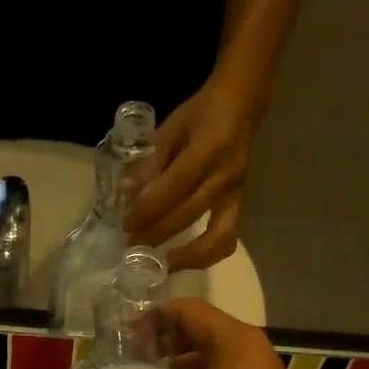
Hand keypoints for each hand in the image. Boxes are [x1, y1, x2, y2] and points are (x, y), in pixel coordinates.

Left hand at [124, 78, 256, 270]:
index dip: (149, 209)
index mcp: (208, 149)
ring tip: (159, 264)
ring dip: (186, 257)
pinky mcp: (241, 205)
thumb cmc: (202, 113)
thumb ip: (150, 161)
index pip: (174, 187)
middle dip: (157, 234)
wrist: (242, 105)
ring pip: (217, 238)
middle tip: (131, 245)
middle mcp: (225, 175)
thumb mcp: (172, 127)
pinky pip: (227, 239)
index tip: (127, 224)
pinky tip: (182, 261)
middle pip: (189, 215)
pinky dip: (205, 256)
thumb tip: (125, 194)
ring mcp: (236, 193)